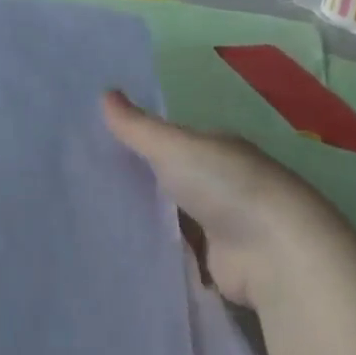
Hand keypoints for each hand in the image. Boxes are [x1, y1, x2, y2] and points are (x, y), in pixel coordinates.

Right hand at [102, 91, 352, 306]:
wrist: (273, 252)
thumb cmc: (226, 186)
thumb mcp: (174, 147)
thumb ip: (137, 127)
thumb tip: (104, 92)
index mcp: (218, 149)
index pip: (171, 141)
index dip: (137, 142)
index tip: (96, 146)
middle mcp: (222, 183)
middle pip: (169, 180)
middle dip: (135, 182)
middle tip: (82, 183)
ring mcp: (220, 224)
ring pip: (170, 217)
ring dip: (143, 219)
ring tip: (89, 217)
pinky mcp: (214, 261)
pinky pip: (174, 251)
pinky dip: (154, 250)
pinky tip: (120, 249)